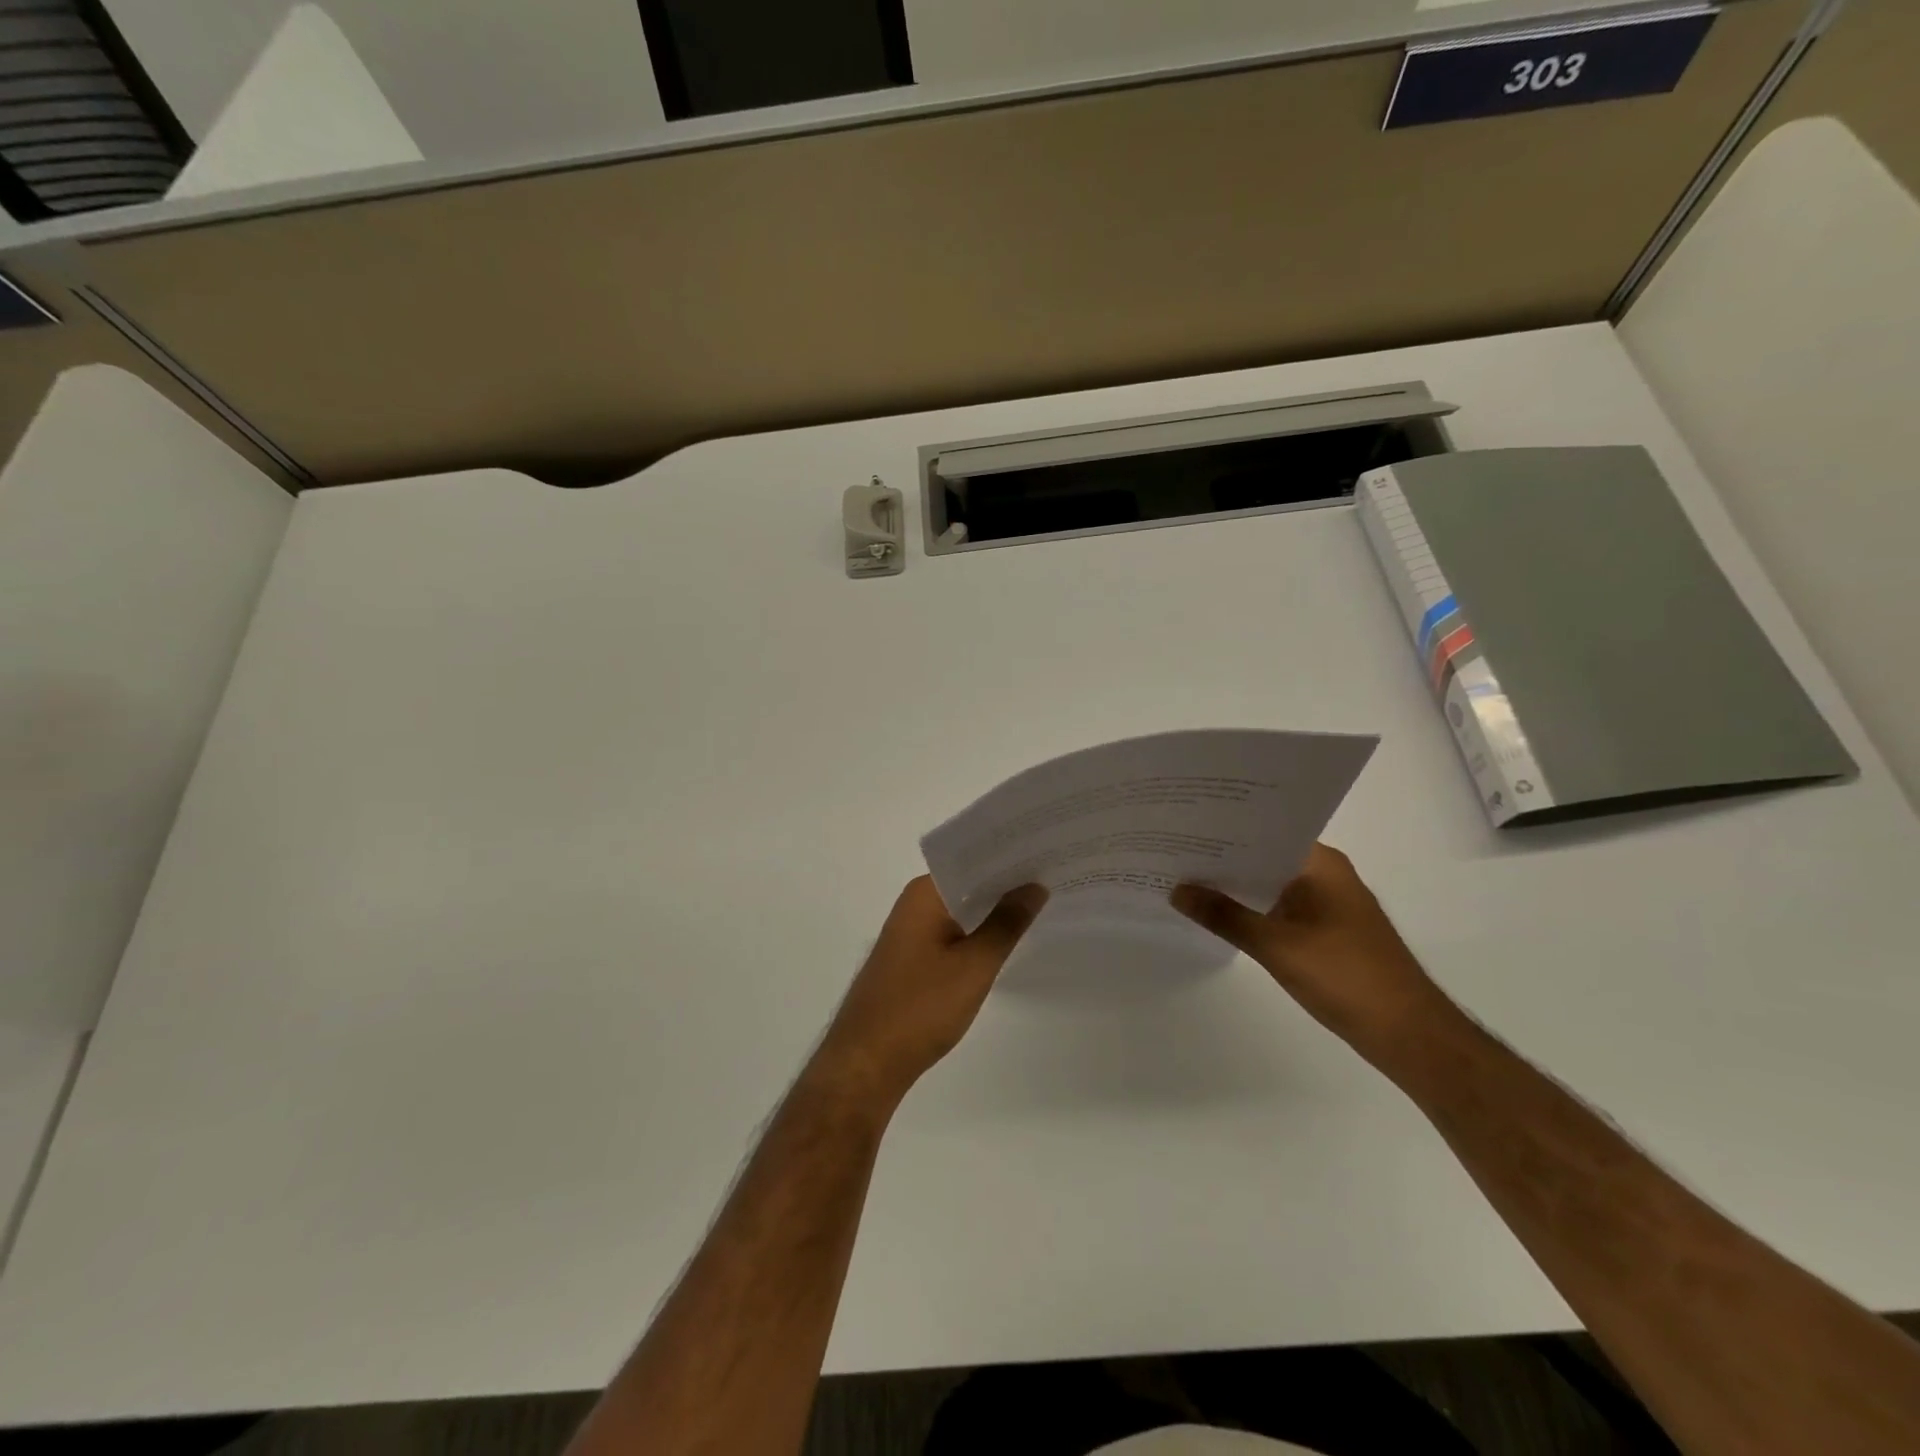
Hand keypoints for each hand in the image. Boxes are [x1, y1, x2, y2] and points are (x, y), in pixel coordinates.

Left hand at [814, 877, 1047, 1108]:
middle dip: (1007, 883)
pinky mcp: (912, 957)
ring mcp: (911, 931)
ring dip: (993, 909)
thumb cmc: (920, 1008)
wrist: (867, 1063)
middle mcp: (915, 903)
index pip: (974, 860)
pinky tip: (1007, 939)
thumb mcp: (974, 965)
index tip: (1048, 851)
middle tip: (1056, 876)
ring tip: (1042, 903)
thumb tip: (1034, 886)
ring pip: (961, 909)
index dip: (1010, 856)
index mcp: (925, 893)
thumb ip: (1006, 923)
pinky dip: (978, 932)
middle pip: (968, 883)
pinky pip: (952, 931)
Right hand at [1171, 843, 1456, 1064]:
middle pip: (1264, 856)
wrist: (1409, 1034)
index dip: (1223, 829)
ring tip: (1184, 879)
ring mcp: (1328, 903)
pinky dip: (1252, 909)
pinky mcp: (1327, 930)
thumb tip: (1177, 890)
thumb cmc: (1346, 977)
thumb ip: (1224, 916)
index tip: (1182, 826)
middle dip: (1222, 858)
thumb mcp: (1275, 945)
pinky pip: (1280, 907)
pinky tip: (1219, 914)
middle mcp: (1325, 874)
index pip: (1263, 831)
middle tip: (1172, 851)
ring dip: (1236, 886)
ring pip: (1270, 884)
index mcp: (1320, 863)